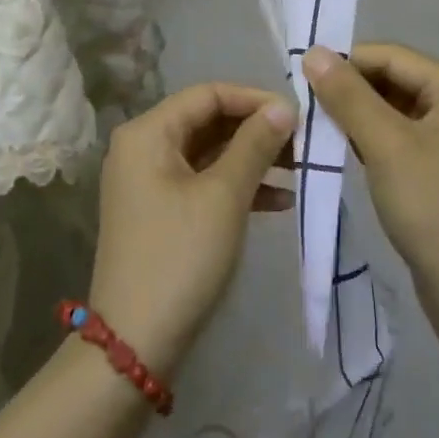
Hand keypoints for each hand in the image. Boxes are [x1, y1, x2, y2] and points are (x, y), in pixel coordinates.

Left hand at [87, 83, 296, 377]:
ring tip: (299, 169)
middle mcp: (142, 147)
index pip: (208, 94)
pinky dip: (237, 185)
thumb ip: (254, 145)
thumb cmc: (180, 257)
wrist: (135, 343)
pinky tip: (279, 200)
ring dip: (252, 158)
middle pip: (208, 121)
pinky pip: (202, 182)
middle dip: (256, 130)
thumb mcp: (224, 196)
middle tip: (303, 143)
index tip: (297, 116)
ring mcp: (148, 181)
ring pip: (208, 153)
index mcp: (147, 133)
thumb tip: (284, 107)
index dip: (254, 99)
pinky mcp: (159, 211)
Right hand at [302, 44, 438, 320]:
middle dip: (352, 89)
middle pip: (396, 80)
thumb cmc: (432, 208)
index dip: (348, 61)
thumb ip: (348, 96)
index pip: (394, 57)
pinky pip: (400, 135)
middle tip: (306, 101)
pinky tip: (342, 146)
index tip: (303, 73)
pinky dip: (371, 136)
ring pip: (395, 108)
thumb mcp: (385, 145)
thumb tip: (313, 52)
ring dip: (357, 113)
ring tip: (317, 122)